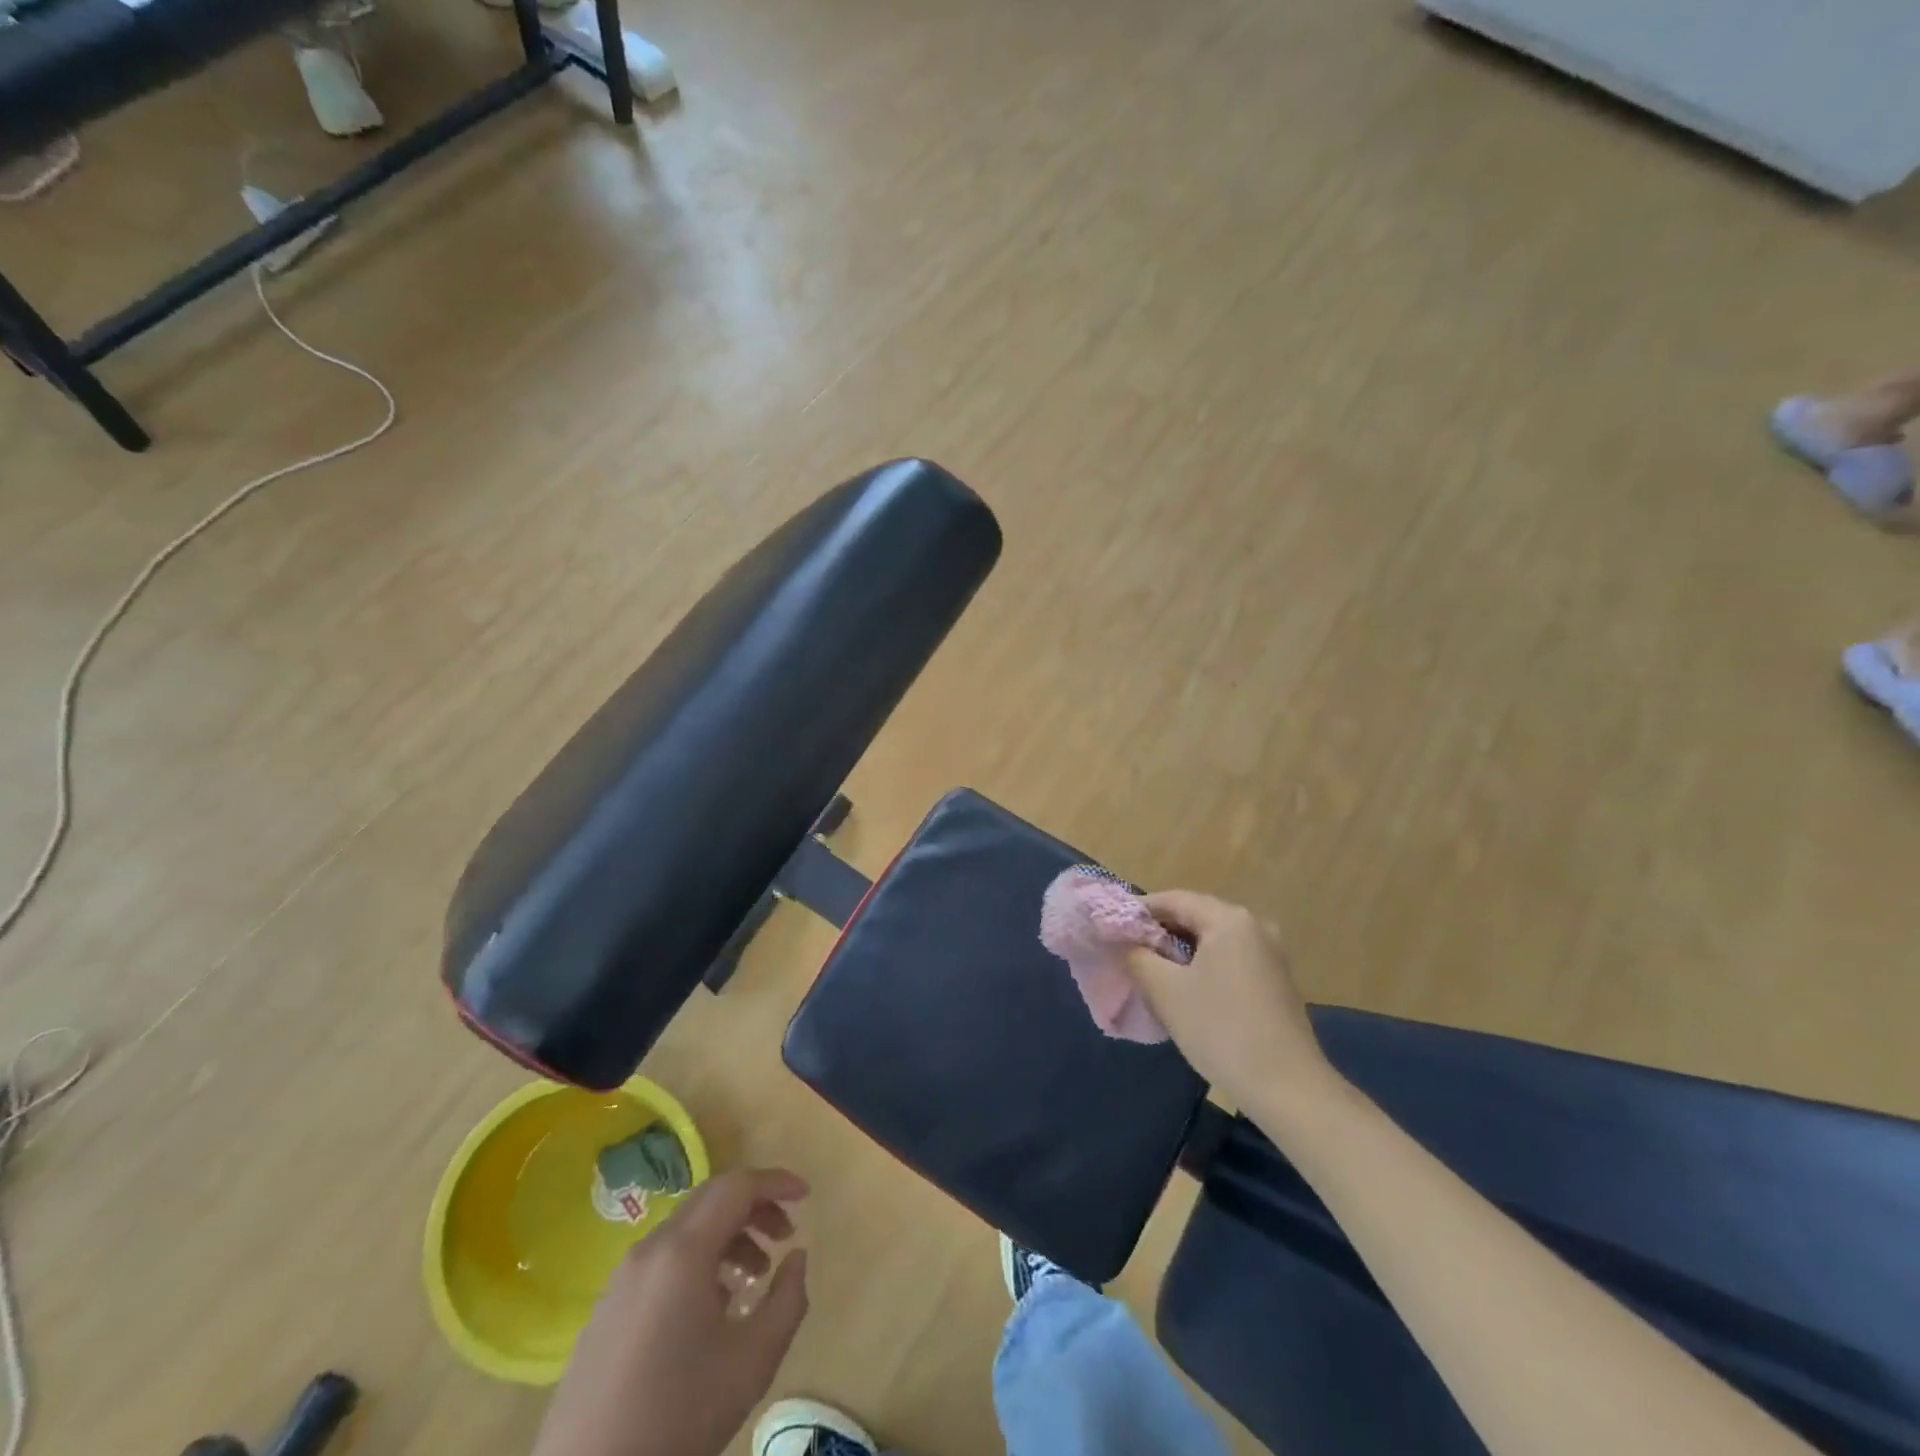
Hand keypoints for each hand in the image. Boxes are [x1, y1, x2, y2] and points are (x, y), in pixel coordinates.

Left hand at [532, 1168, 810, 1455]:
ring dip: (727, 1238)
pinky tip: (711, 1310)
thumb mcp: (753, 1361)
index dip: (776, 1183)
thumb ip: (788, 1299)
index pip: (737, 1186)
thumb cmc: (679, 1416)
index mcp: (683, 1251)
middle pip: (710, 1200)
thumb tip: (796, 1257)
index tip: (806, 1196)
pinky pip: (662, 1262)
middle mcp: (649, 1250)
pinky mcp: (606, 1310)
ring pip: (685, 1231)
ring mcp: (621, 1279)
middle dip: (754, 1208)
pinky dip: (697, 1263)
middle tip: (785, 1235)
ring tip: (752, 1280)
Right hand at [1125, 890, 1337, 1115]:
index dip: (1138, 911)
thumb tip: (1122, 942)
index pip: (1173, 899)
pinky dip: (1203, 965)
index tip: (1111, 930)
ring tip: (1151, 972)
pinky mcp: (1276, 980)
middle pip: (1195, 916)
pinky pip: (1230, 958)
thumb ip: (1136, 956)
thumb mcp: (1165, 990)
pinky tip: (1186, 990)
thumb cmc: (1220, 1029)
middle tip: (1127, 952)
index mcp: (1229, 918)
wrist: (1287, 1087)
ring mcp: (1270, 953)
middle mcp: (1254, 925)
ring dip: (1180, 951)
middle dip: (1159, 932)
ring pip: (1212, 939)